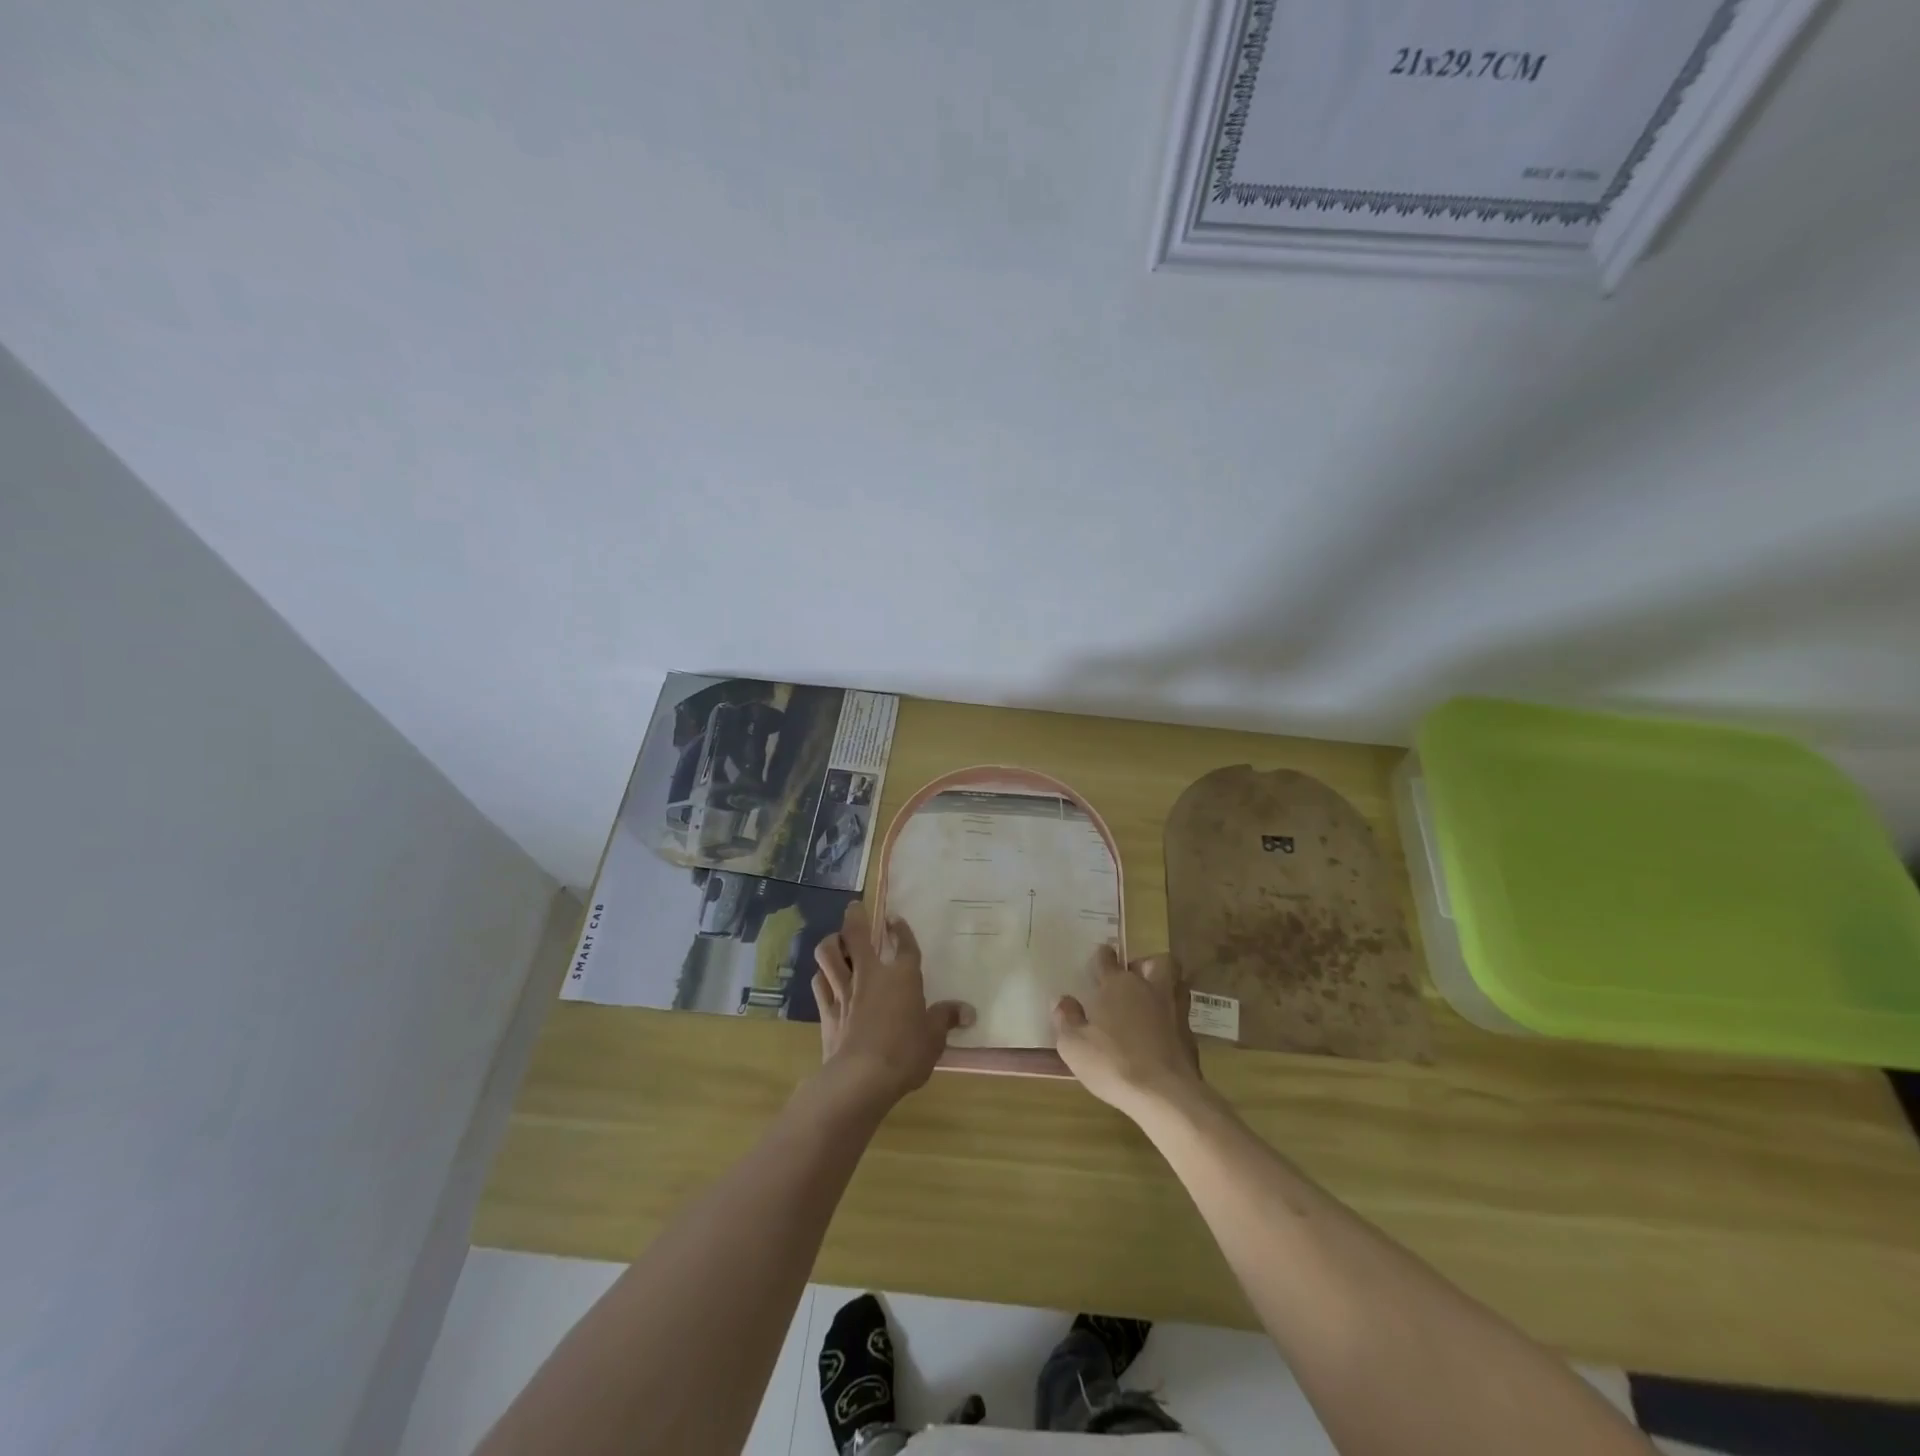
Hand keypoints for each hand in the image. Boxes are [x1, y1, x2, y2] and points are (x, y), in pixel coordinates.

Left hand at [813, 903, 973, 1107]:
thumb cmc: (905, 1052)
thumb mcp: (934, 1038)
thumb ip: (946, 1018)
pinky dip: (821, 976)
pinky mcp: (827, 1010)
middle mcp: (870, 974)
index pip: (904, 944)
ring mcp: (844, 990)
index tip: (894, 918)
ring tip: (834, 940)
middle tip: (854, 907)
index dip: (900, 929)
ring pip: (828, 954)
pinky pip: (819, 983)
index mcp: (902, 976)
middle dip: (855, 917)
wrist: (862, 1076)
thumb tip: (969, 1011)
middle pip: (856, 934)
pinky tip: (823, 977)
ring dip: (830, 943)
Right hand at [1053, 946, 1203, 1119]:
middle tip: (1132, 981)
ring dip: (1164, 988)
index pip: (1107, 958)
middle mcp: (1149, 989)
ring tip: (1149, 1004)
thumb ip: (1066, 1019)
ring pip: (1175, 984)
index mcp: (1118, 985)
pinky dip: (1171, 1021)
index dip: (1101, 957)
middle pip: (1154, 962)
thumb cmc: (1114, 1063)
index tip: (1097, 961)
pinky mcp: (1191, 1036)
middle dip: (1144, 966)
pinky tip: (1160, 1036)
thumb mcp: (1074, 1045)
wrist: (1166, 1095)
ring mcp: (1175, 1011)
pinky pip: (1181, 1016)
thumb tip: (1062, 1001)